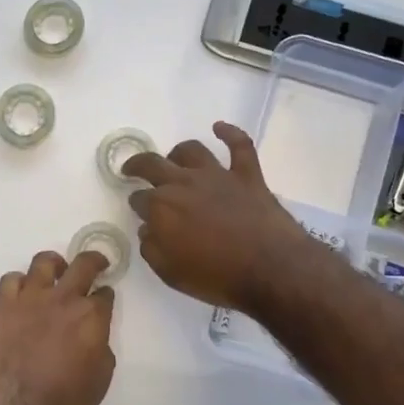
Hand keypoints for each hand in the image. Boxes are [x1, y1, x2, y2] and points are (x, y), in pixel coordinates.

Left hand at [0, 250, 116, 404]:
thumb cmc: (64, 402)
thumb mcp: (101, 378)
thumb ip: (101, 346)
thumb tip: (94, 334)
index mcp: (92, 316)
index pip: (105, 294)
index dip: (106, 296)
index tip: (104, 299)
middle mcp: (64, 298)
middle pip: (83, 264)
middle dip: (94, 261)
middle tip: (96, 264)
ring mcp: (31, 298)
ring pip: (44, 262)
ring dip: (55, 264)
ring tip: (56, 272)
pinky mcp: (3, 305)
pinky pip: (11, 279)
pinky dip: (19, 282)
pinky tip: (23, 293)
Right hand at [123, 123, 313, 314]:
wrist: (270, 269)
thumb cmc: (217, 276)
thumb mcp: (171, 273)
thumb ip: (152, 249)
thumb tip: (147, 230)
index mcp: (161, 207)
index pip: (139, 199)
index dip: (137, 205)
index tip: (140, 213)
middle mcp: (184, 183)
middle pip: (153, 165)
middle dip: (138, 166)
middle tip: (133, 170)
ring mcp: (217, 175)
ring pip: (191, 150)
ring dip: (178, 153)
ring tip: (174, 159)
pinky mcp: (247, 175)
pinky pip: (239, 145)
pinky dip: (230, 133)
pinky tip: (219, 128)